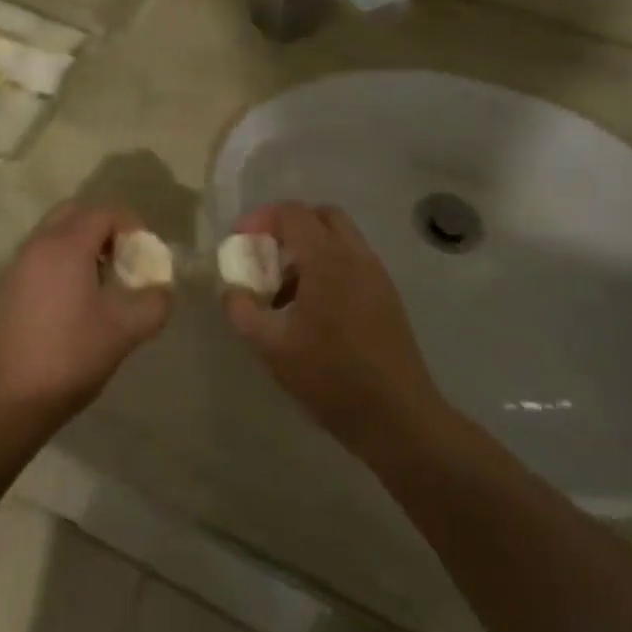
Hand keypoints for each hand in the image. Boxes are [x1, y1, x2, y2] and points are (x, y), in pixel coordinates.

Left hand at [0, 203, 172, 423]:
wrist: (9, 399)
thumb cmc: (70, 356)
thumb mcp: (125, 331)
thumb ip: (154, 303)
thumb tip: (162, 290)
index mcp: (65, 246)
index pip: (103, 212)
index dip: (131, 225)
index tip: (144, 254)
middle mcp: (37, 245)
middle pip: (74, 213)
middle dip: (103, 228)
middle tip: (122, 260)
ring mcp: (16, 266)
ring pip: (53, 234)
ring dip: (80, 245)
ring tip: (100, 283)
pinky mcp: (5, 288)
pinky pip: (38, 257)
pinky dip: (60, 262)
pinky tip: (72, 303)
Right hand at [222, 202, 439, 453]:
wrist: (399, 418)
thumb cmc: (331, 378)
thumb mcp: (272, 348)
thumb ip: (242, 311)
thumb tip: (232, 290)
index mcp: (328, 260)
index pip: (292, 213)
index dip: (260, 219)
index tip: (240, 242)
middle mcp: (356, 256)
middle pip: (321, 215)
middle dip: (288, 226)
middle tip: (265, 255)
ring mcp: (376, 275)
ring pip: (339, 238)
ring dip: (308, 248)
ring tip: (284, 289)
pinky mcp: (386, 296)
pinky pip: (352, 262)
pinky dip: (328, 266)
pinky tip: (312, 309)